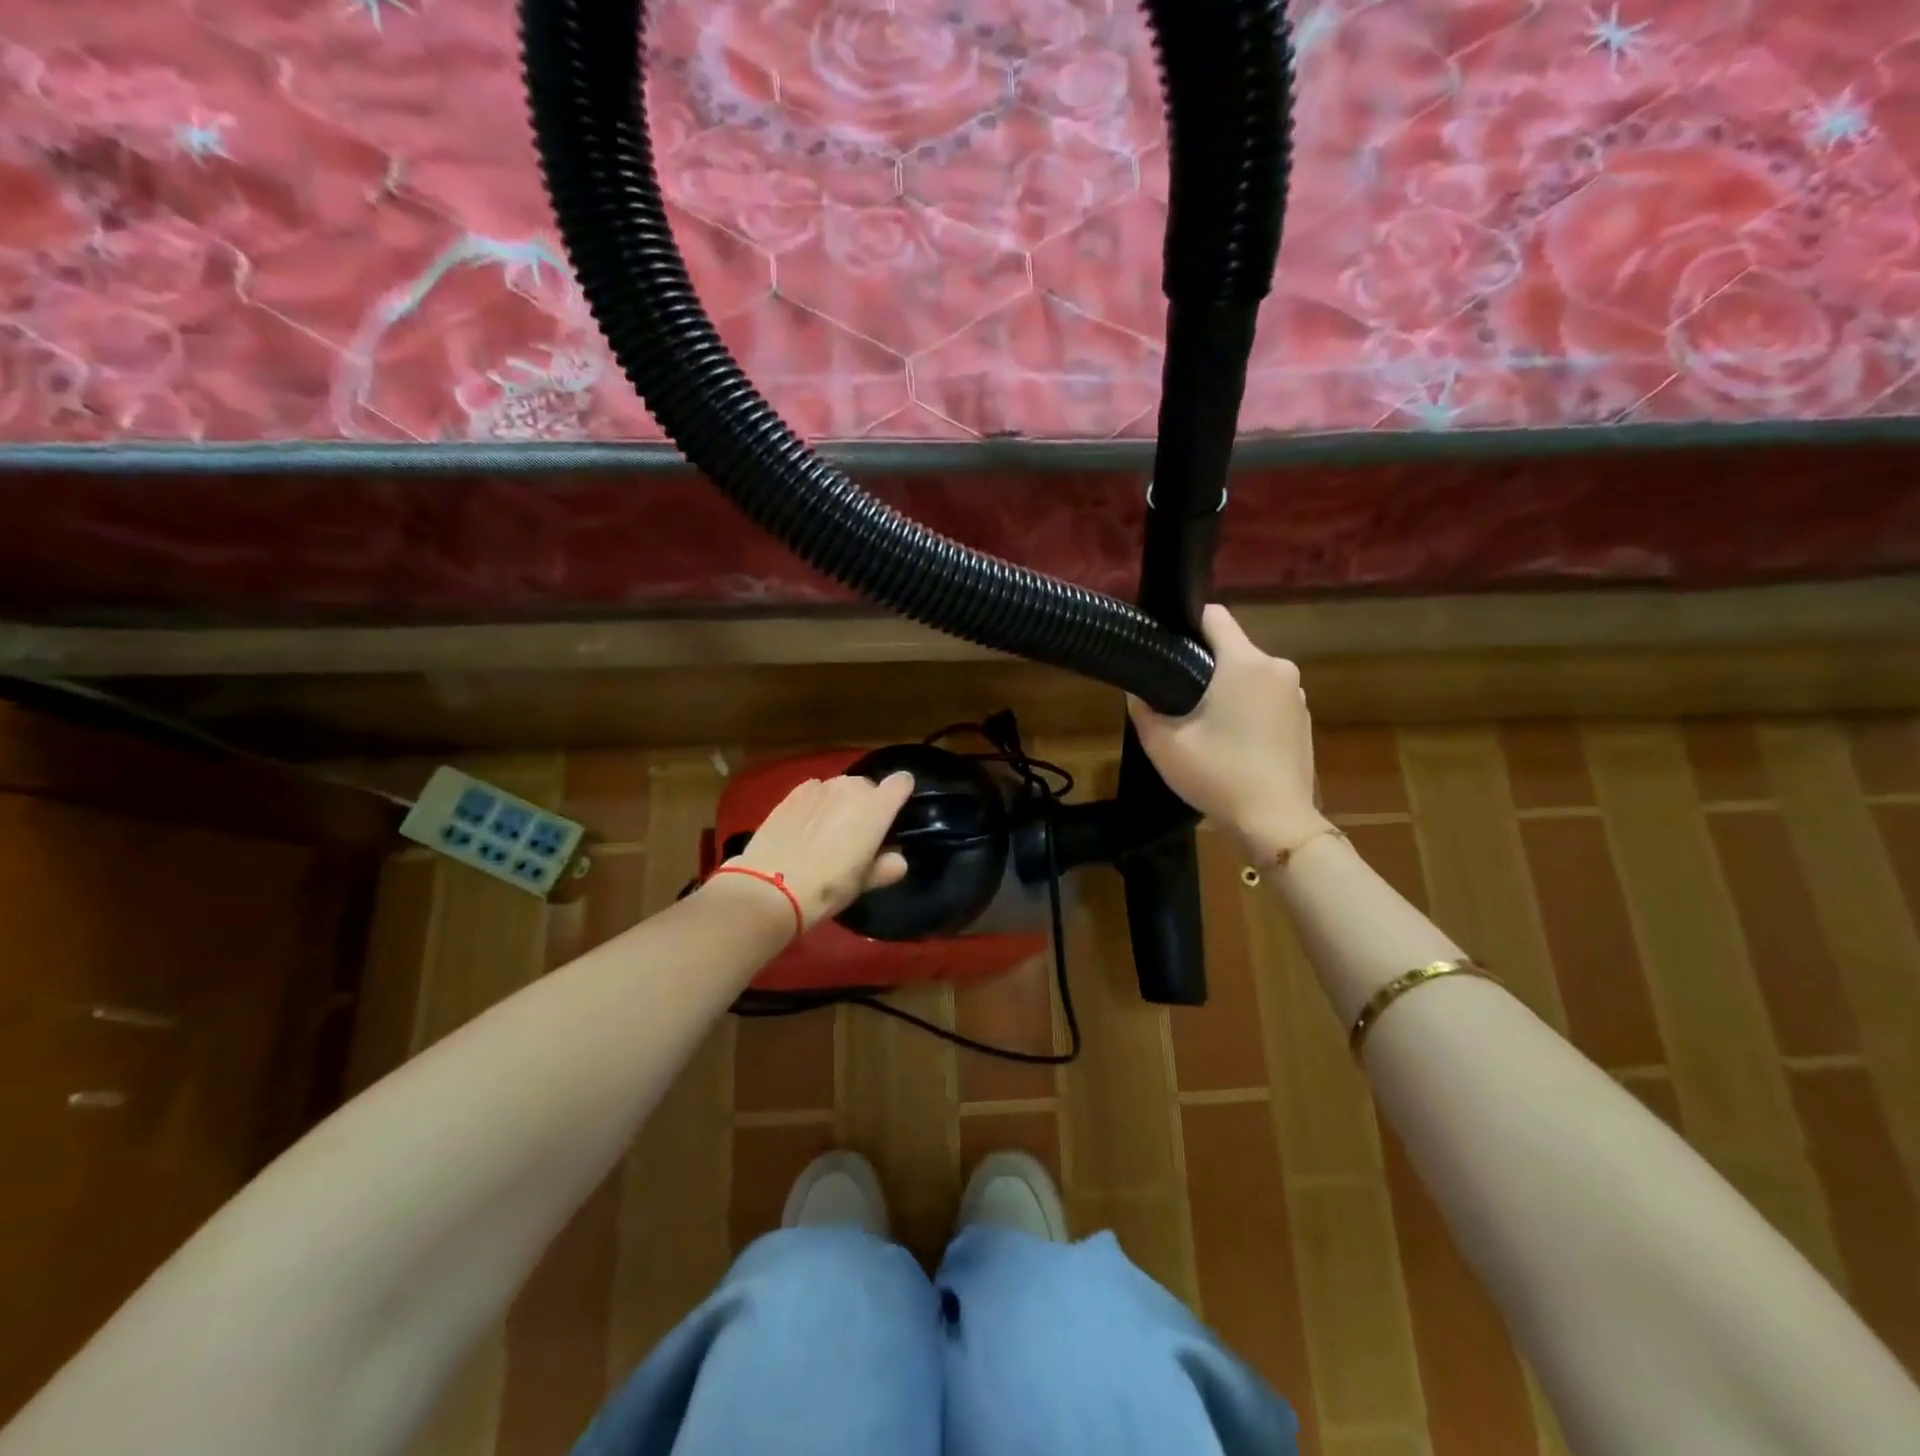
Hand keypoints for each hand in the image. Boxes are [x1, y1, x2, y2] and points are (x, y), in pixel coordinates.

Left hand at [723, 771, 913, 928]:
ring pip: (840, 788)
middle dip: (867, 804)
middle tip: (857, 835)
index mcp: (877, 806)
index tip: (894, 816)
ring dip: (840, 803)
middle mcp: (851, 787)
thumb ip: (887, 866)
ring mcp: (820, 786)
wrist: (772, 886)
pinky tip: (804, 827)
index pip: (903, 782)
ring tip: (827, 832)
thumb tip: (897, 859)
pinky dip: (816, 804)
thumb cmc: (829, 885)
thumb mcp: (865, 882)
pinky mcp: (793, 793)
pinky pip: (814, 791)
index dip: (901, 795)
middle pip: (868, 786)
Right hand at [1127, 604, 1329, 860]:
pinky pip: (1267, 698)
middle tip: (1175, 695)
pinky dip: (1248, 709)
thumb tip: (1137, 691)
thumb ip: (1144, 709)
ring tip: (1203, 722)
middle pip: (1231, 648)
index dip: (1186, 624)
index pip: (1214, 616)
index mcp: (1245, 663)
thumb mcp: (1164, 744)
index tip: (1166, 646)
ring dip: (1227, 688)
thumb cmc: (1218, 775)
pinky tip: (1231, 742)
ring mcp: (1296, 695)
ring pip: (1249, 675)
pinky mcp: (1303, 719)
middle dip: (1204, 664)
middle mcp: (1277, 668)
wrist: (1276, 822)